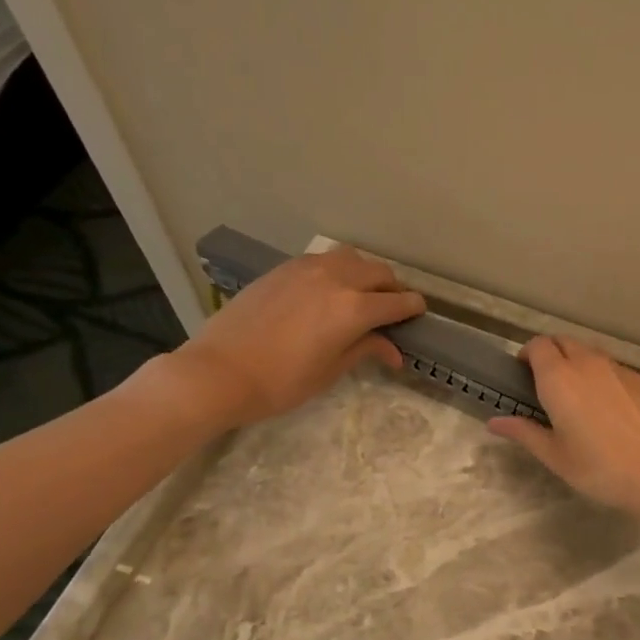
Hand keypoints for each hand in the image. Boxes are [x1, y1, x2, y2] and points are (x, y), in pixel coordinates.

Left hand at [163, 247, 425, 429]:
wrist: (220, 371)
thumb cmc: (282, 382)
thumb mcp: (331, 370)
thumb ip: (365, 350)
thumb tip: (393, 351)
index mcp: (354, 309)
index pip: (398, 302)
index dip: (413, 308)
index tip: (419, 314)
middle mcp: (337, 279)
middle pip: (379, 273)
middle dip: (393, 289)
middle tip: (392, 308)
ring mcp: (307, 269)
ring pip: (352, 258)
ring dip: (366, 273)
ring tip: (362, 293)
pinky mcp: (284, 269)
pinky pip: (323, 260)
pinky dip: (338, 270)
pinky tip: (329, 290)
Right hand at [487, 336, 639, 521]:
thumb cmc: (601, 469)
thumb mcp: (556, 456)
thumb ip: (524, 432)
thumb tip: (495, 422)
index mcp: (560, 378)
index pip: (538, 346)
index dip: (528, 355)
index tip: (524, 376)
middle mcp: (589, 364)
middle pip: (564, 342)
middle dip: (552, 355)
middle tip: (548, 388)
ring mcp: (621, 369)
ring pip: (592, 354)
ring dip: (579, 365)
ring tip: (580, 399)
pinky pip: (616, 370)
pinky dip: (606, 379)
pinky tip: (613, 411)